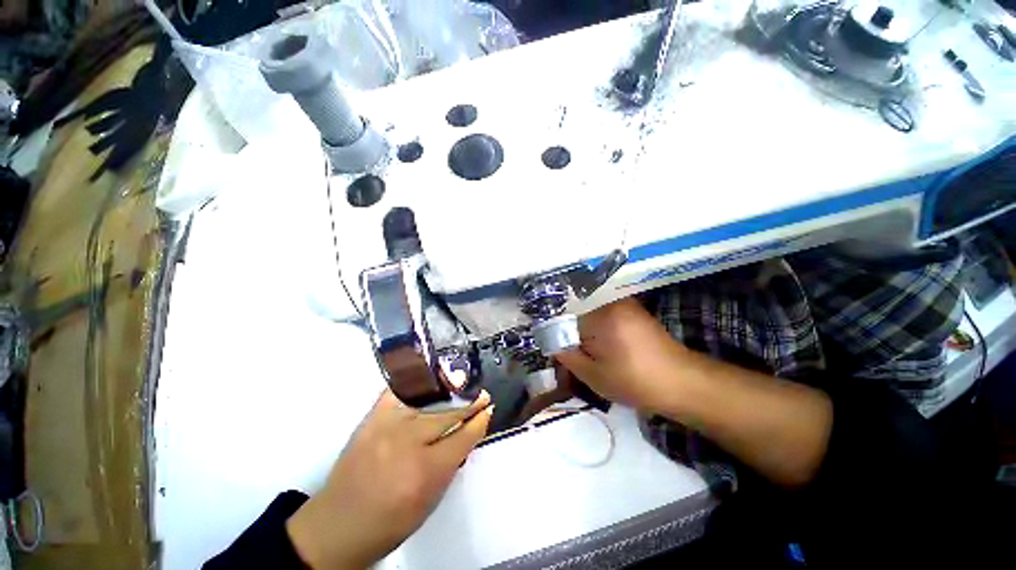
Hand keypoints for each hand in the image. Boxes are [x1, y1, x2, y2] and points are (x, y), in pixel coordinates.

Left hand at [286, 390, 492, 568]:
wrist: (337, 525)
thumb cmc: (389, 522)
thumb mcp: (430, 500)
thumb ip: (452, 462)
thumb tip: (469, 431)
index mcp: (426, 472)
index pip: (464, 436)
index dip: (479, 421)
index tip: (488, 410)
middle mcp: (408, 443)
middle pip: (449, 413)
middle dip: (470, 401)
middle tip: (482, 394)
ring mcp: (387, 425)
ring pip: (429, 397)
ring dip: (450, 388)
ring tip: (463, 381)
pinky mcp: (372, 417)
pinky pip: (399, 390)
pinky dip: (416, 381)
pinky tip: (429, 375)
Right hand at [556, 298, 683, 412]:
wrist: (682, 382)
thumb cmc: (635, 382)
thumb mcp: (593, 375)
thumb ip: (566, 355)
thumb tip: (550, 341)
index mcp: (600, 317)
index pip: (563, 320)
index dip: (557, 337)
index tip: (559, 352)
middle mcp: (611, 302)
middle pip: (576, 315)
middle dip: (572, 334)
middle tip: (577, 356)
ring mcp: (624, 303)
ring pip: (590, 315)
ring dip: (586, 332)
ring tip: (594, 354)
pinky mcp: (632, 309)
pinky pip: (604, 315)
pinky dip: (599, 329)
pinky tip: (607, 347)